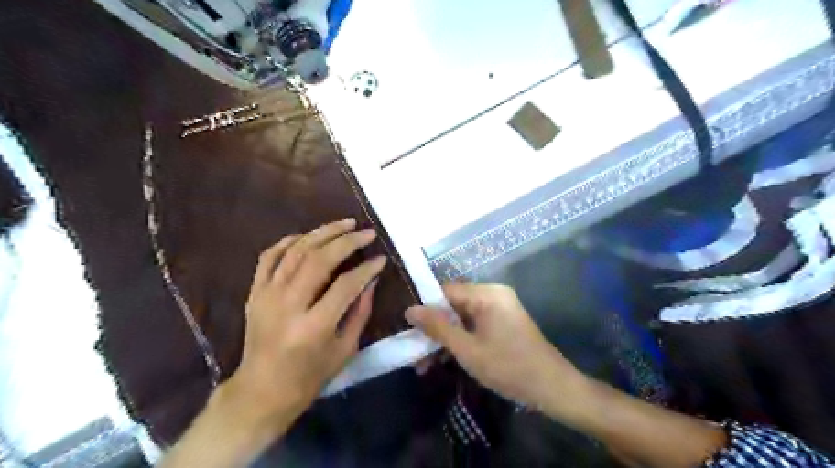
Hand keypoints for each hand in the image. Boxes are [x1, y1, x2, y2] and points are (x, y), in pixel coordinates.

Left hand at [221, 220, 384, 433]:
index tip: (381, 258)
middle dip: (347, 241)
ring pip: (296, 251)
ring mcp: (267, 295)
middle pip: (319, 260)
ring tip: (345, 224)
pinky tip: (309, 236)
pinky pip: (270, 256)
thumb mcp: (345, 349)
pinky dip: (289, 241)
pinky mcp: (254, 292)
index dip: (366, 269)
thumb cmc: (309, 377)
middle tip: (366, 232)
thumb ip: (360, 312)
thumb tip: (371, 280)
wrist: (261, 391)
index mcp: (314, 327)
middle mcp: (288, 305)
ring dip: (322, 233)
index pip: (346, 285)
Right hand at [404, 281, 581, 409]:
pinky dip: (460, 341)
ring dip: (445, 339)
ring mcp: (499, 310)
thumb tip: (409, 309)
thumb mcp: (467, 349)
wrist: (552, 388)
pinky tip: (445, 361)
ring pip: (462, 319)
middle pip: (453, 306)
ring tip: (424, 365)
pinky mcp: (502, 324)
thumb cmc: (508, 366)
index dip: (425, 308)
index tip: (408, 328)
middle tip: (415, 352)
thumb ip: (438, 327)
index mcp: (487, 294)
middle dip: (433, 329)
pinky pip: (474, 327)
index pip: (446, 291)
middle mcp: (493, 295)